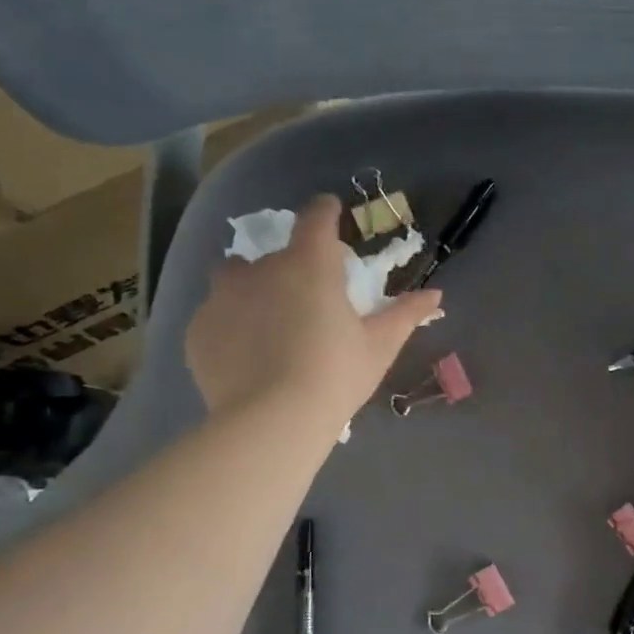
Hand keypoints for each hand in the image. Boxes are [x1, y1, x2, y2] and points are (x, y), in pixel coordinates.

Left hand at [186, 195, 441, 422]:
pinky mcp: (198, 329)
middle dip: (290, 271)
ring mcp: (222, 298)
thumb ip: (405, 314)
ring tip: (269, 330)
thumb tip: (435, 295)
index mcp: (308, 265)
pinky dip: (231, 327)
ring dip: (253, 293)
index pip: (315, 217)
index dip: (325, 212)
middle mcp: (260, 269)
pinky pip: (217, 316)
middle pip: (274, 256)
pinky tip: (247, 358)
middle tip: (306, 306)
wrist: (272, 421)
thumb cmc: (336, 375)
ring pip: (235, 281)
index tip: (331, 214)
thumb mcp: (379, 346)